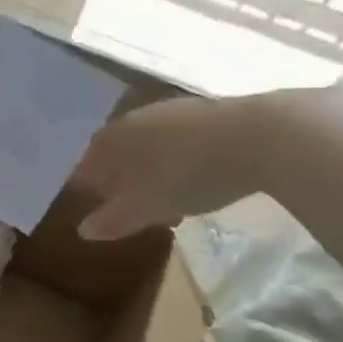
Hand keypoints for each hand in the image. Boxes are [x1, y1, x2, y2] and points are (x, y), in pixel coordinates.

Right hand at [73, 93, 266, 239]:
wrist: (259, 136)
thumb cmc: (188, 173)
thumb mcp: (148, 206)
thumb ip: (114, 218)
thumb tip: (83, 230)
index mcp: (111, 138)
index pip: (86, 165)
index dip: (86, 187)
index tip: (91, 207)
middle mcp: (133, 118)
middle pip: (117, 152)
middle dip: (119, 178)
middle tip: (127, 205)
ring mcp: (170, 111)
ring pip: (148, 145)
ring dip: (149, 169)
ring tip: (163, 196)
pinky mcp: (205, 112)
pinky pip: (177, 141)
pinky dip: (176, 160)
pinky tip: (193, 177)